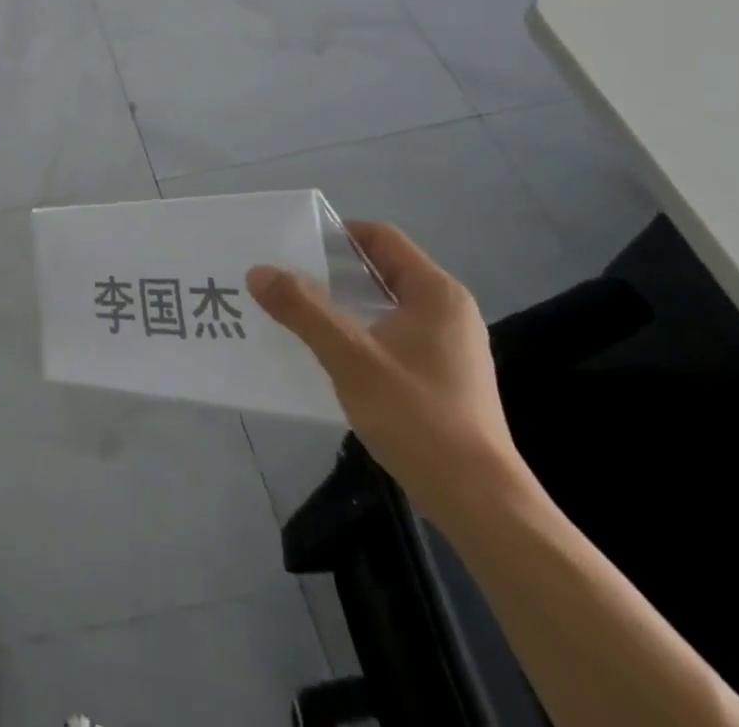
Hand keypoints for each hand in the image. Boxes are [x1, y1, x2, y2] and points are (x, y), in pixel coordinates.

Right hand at [247, 221, 534, 534]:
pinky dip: (356, 331)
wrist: (480, 504)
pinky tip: (323, 350)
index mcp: (436, 294)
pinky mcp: (441, 376)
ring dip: (339, 302)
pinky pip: (389, 334)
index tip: (291, 244)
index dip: (336, 234)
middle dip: (330, 269)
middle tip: (282, 275)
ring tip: (292, 309)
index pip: (381, 237)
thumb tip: (258, 270)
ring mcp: (447, 346)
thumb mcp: (350, 358)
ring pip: (382, 304)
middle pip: (380, 269)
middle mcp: (447, 311)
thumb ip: (303, 309)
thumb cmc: (418, 417)